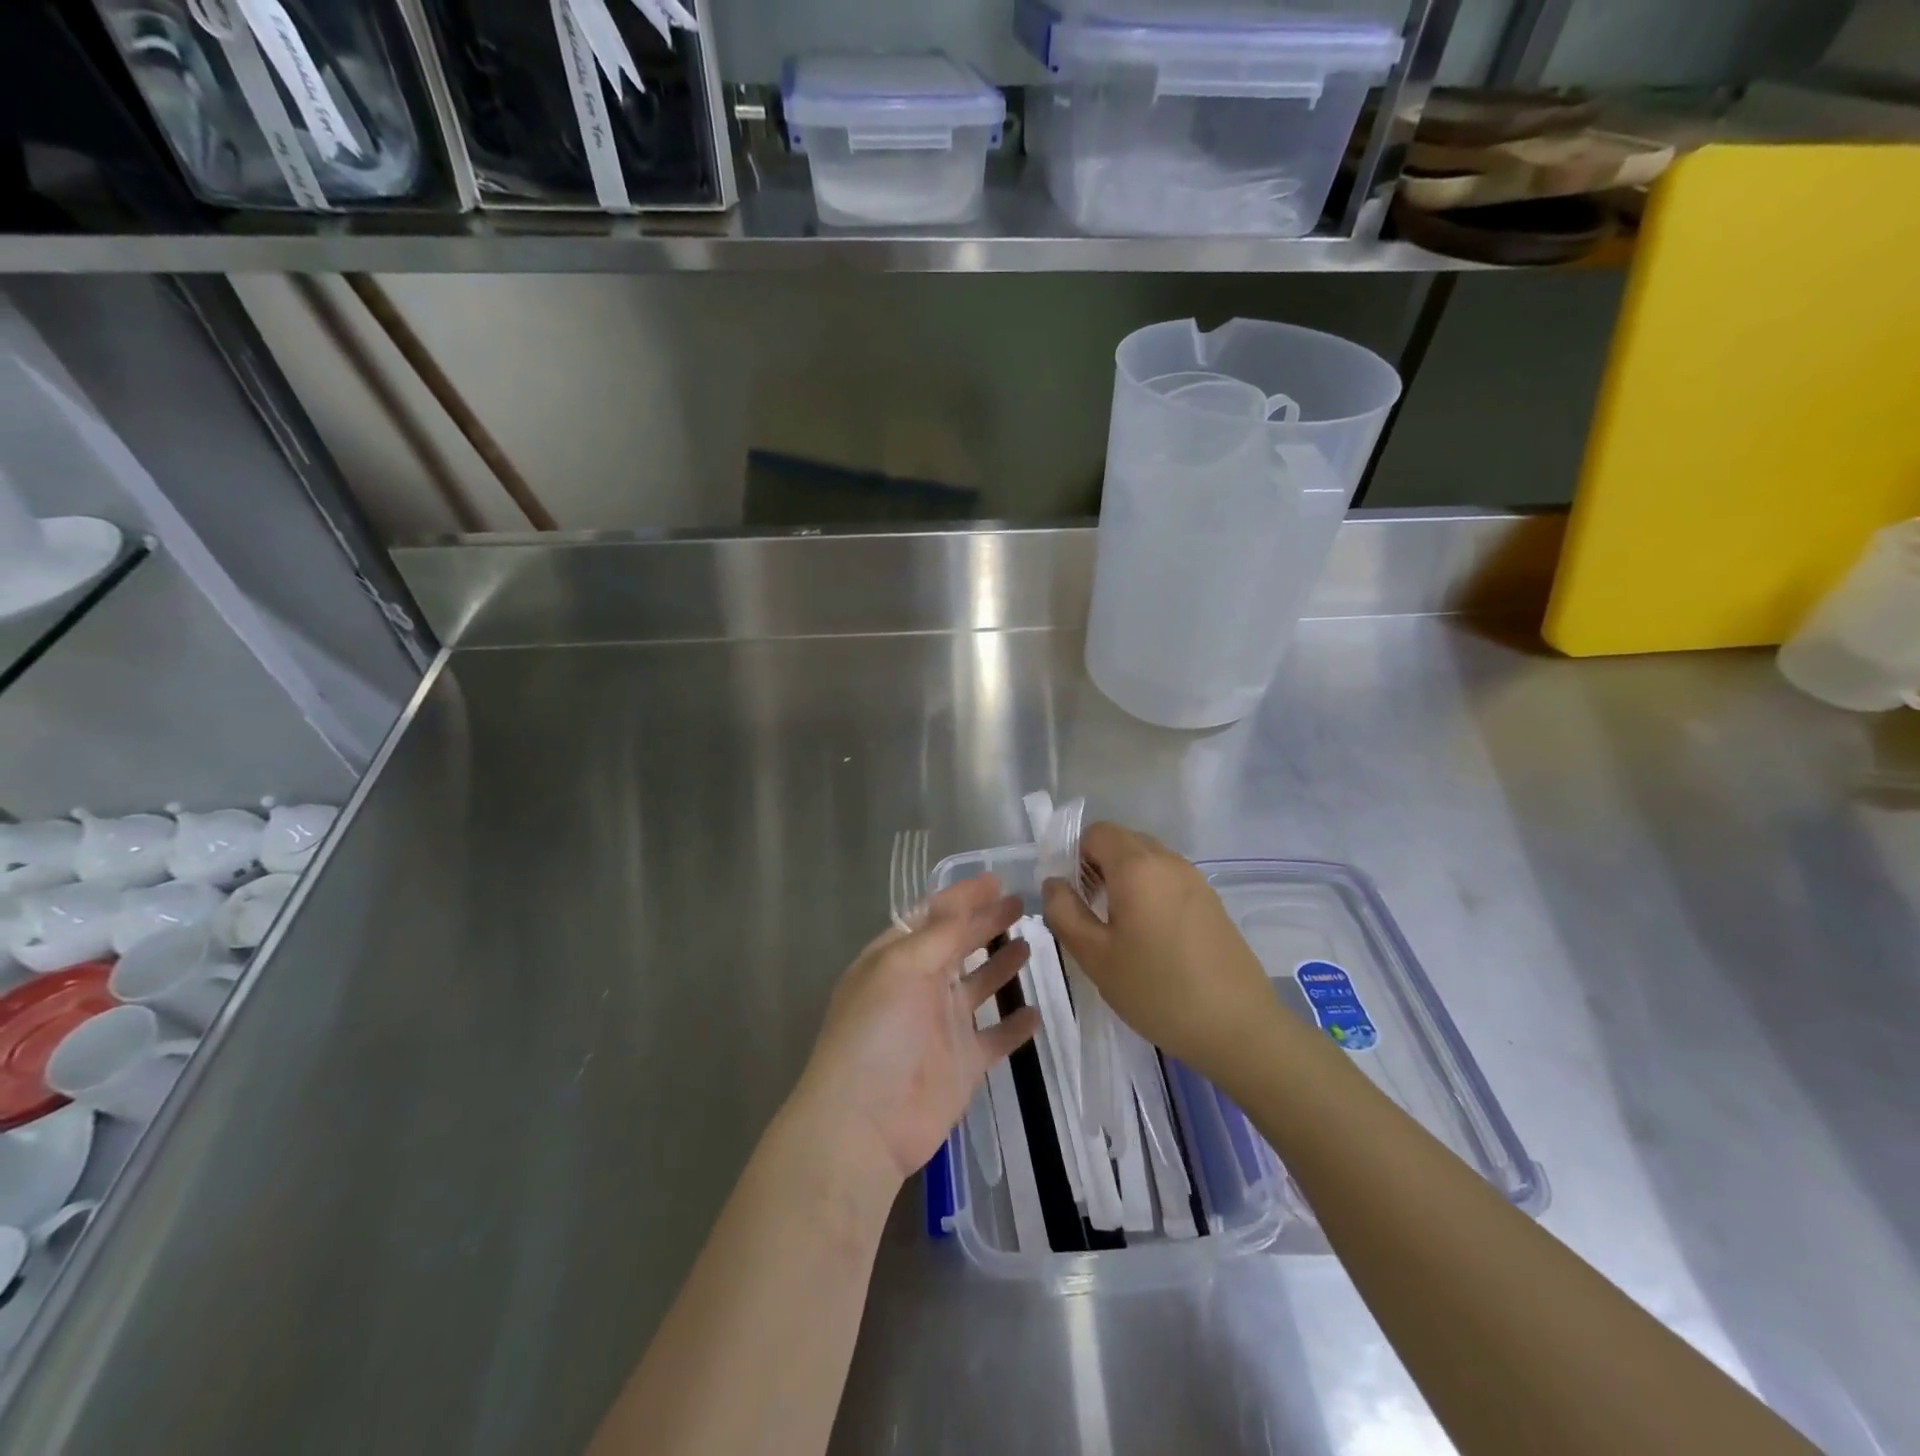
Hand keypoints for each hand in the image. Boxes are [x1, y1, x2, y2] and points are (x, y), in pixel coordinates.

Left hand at [793, 876, 1039, 1184]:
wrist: (865, 1124)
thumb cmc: (877, 1033)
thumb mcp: (901, 968)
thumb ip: (938, 935)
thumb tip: (965, 901)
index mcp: (896, 959)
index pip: (932, 917)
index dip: (962, 897)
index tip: (996, 879)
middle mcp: (919, 986)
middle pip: (958, 945)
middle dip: (986, 922)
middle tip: (1021, 902)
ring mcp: (942, 1025)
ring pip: (979, 986)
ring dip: (1001, 964)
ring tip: (1031, 941)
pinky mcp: (964, 1063)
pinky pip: (996, 1037)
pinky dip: (1015, 1026)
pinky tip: (1038, 1011)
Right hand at [1042, 823, 1281, 1079]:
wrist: (1239, 1027)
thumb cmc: (1157, 990)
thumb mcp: (1095, 956)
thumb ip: (1064, 912)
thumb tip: (1054, 883)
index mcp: (1137, 866)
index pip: (1097, 832)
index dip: (1075, 856)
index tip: (1071, 897)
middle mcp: (1168, 861)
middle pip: (1123, 842)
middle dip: (1098, 866)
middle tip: (1090, 913)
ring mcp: (1195, 880)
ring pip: (1147, 860)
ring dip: (1124, 880)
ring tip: (1118, 929)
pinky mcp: (1211, 901)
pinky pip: (1168, 879)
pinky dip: (1149, 892)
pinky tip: (1151, 938)